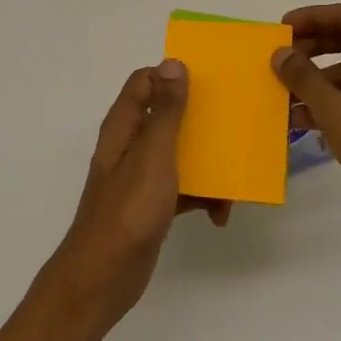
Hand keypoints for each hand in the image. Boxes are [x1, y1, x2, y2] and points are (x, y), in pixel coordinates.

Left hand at [49, 60, 228, 325]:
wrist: (103, 278)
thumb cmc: (128, 210)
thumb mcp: (153, 155)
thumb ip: (166, 110)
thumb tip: (173, 62)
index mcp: (125, 125)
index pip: (146, 81)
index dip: (174, 76)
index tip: (210, 82)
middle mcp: (131, 144)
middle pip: (168, 115)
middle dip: (201, 118)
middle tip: (234, 122)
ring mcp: (141, 176)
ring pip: (180, 152)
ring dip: (208, 161)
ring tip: (236, 173)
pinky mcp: (152, 205)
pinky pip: (183, 188)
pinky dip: (202, 196)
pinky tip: (220, 214)